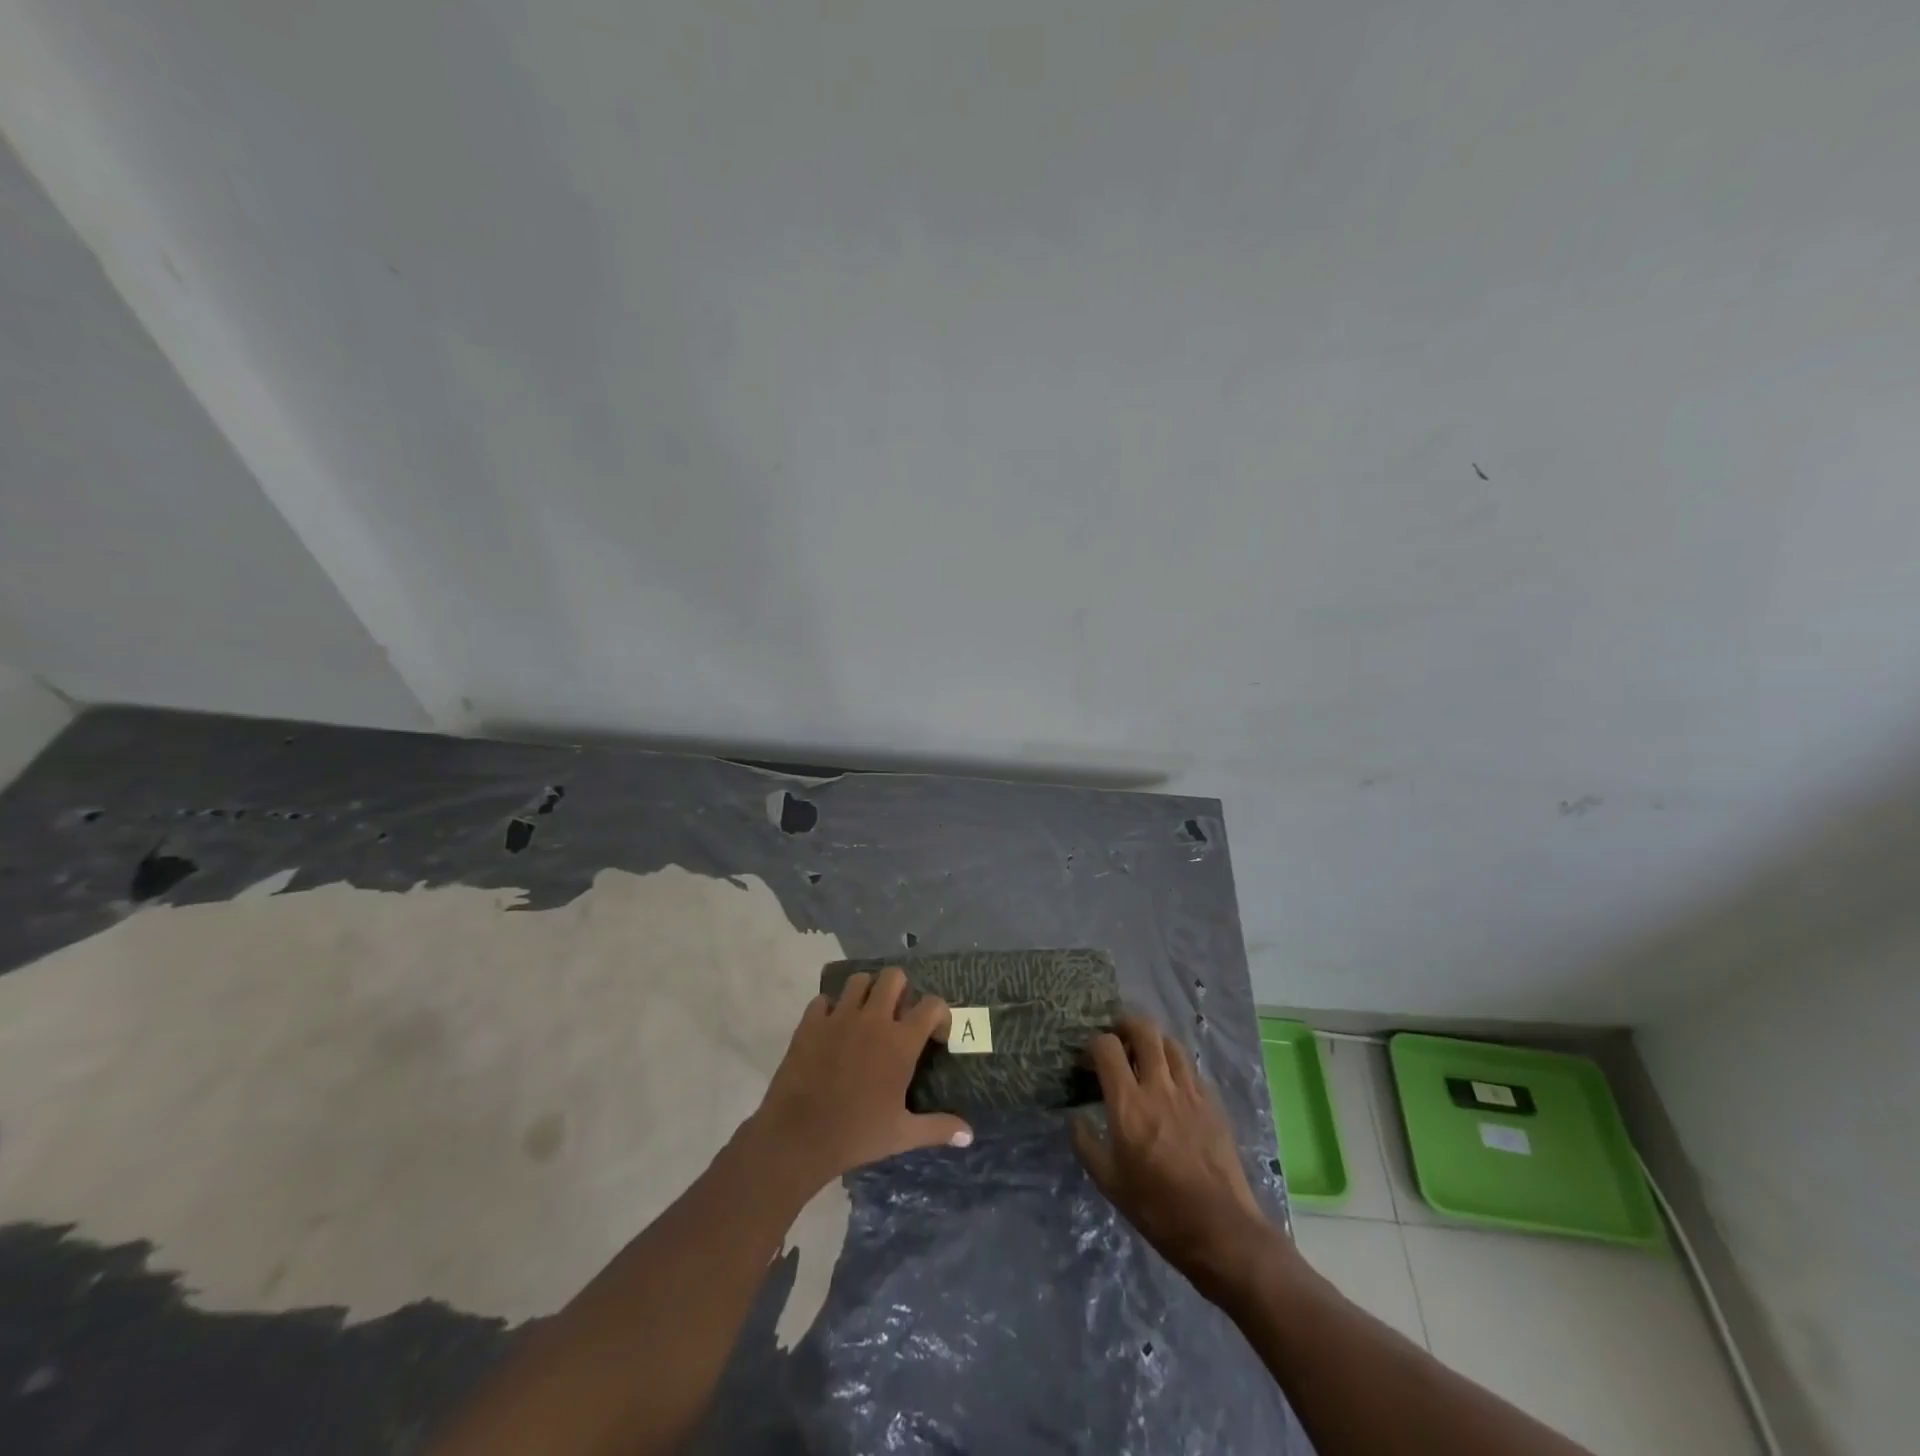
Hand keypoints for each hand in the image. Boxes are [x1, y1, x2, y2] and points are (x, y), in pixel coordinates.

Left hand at [750, 968, 972, 1194]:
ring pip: (858, 980)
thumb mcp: (903, 1135)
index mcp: (900, 1042)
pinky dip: (830, 1009)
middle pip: (894, 977)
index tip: (935, 1036)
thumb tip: (969, 1135)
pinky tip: (832, 1030)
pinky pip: (823, 1000)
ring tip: (865, 1017)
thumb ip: (938, 1128)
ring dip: (866, 993)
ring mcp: (839, 1017)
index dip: (939, 1015)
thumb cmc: (857, 1134)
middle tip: (897, 1017)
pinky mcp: (811, 1022)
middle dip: (901, 990)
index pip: (933, 1005)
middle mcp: (873, 1019)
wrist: (798, 1136)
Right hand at [1072, 1015, 1283, 1296]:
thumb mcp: (1109, 1182)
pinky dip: (1177, 1068)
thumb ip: (1086, 1143)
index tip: (1089, 1061)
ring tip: (1146, 1058)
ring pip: (1171, 1043)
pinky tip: (1173, 1088)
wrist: (1220, 1230)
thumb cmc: (1157, 1209)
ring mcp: (1190, 1091)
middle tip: (1118, 1041)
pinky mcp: (1213, 1103)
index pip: (1106, 1045)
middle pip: (1144, 1029)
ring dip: (1154, 1043)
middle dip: (1125, 1025)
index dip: (1093, 1045)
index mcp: (1128, 1103)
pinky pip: (1191, 1069)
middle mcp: (1159, 1086)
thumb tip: (1075, 1118)